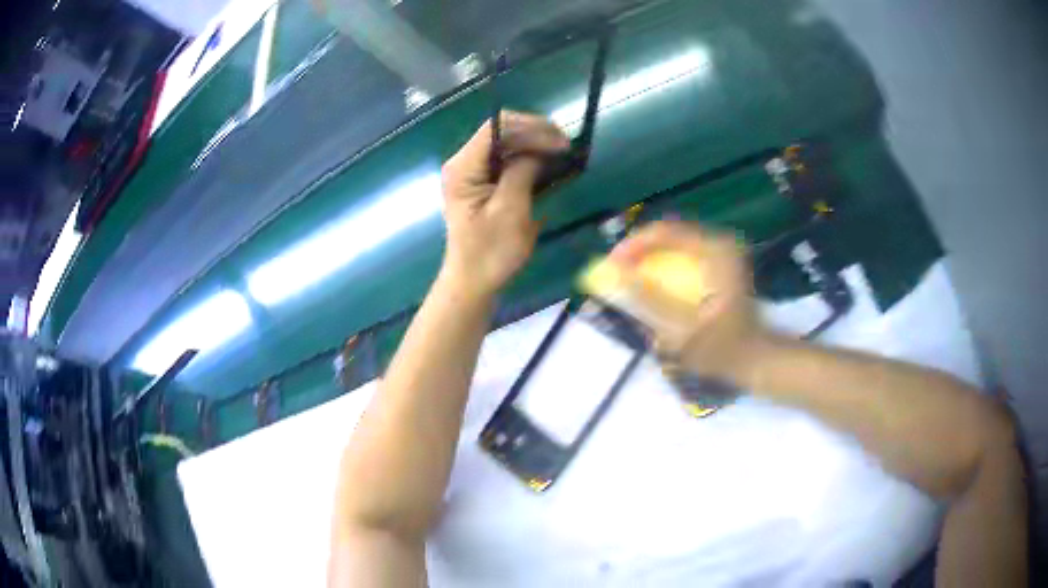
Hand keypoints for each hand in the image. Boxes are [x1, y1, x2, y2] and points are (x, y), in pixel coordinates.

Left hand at [440, 111, 569, 296]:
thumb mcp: (510, 211)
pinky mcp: (482, 184)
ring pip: (506, 145)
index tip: (560, 141)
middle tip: (567, 147)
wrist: (473, 283)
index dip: (531, 127)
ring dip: (535, 145)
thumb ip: (522, 172)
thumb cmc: (490, 252)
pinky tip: (548, 164)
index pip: (497, 127)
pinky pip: (506, 161)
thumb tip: (538, 151)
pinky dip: (528, 159)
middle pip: (501, 132)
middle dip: (535, 134)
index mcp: (463, 167)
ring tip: (563, 153)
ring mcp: (472, 172)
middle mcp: (464, 162)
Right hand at [610, 221, 769, 383]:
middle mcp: (720, 243)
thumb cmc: (721, 348)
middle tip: (616, 270)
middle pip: (668, 235)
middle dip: (639, 251)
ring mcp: (723, 251)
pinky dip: (665, 264)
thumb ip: (646, 298)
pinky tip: (652, 280)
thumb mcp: (680, 329)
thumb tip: (613, 273)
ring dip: (650, 256)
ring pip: (675, 243)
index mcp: (714, 252)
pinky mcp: (722, 261)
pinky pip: (685, 253)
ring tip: (629, 274)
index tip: (611, 264)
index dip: (632, 246)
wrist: (754, 357)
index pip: (664, 233)